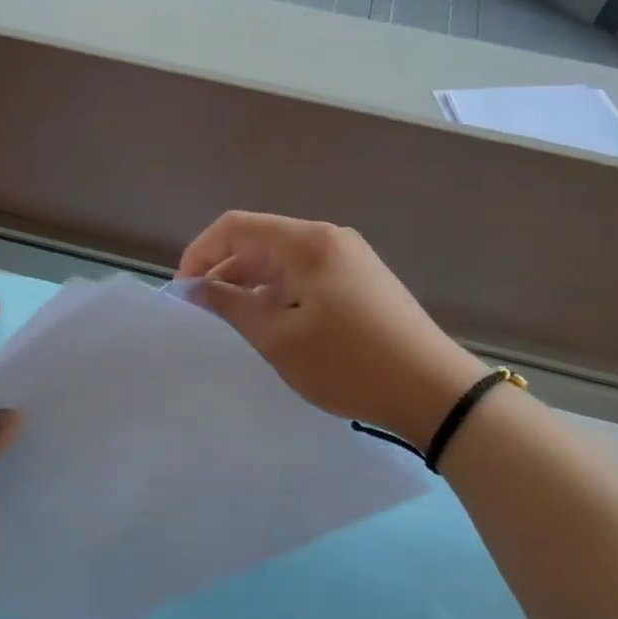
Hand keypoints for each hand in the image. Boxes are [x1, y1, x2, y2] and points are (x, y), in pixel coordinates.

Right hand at [178, 212, 488, 450]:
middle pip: (259, 242)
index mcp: (307, 242)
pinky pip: (305, 277)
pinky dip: (278, 295)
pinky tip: (272, 327)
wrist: (434, 391)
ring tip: (233, 325)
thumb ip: (231, 306)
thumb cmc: (348, 363)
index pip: (235, 227)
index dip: (200, 253)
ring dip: (250, 286)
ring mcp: (349, 259)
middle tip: (202, 314)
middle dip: (223, 271)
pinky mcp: (361, 282)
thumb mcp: (279, 338)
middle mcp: (328, 239)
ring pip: (282, 262)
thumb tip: (197, 287)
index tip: (183, 294)